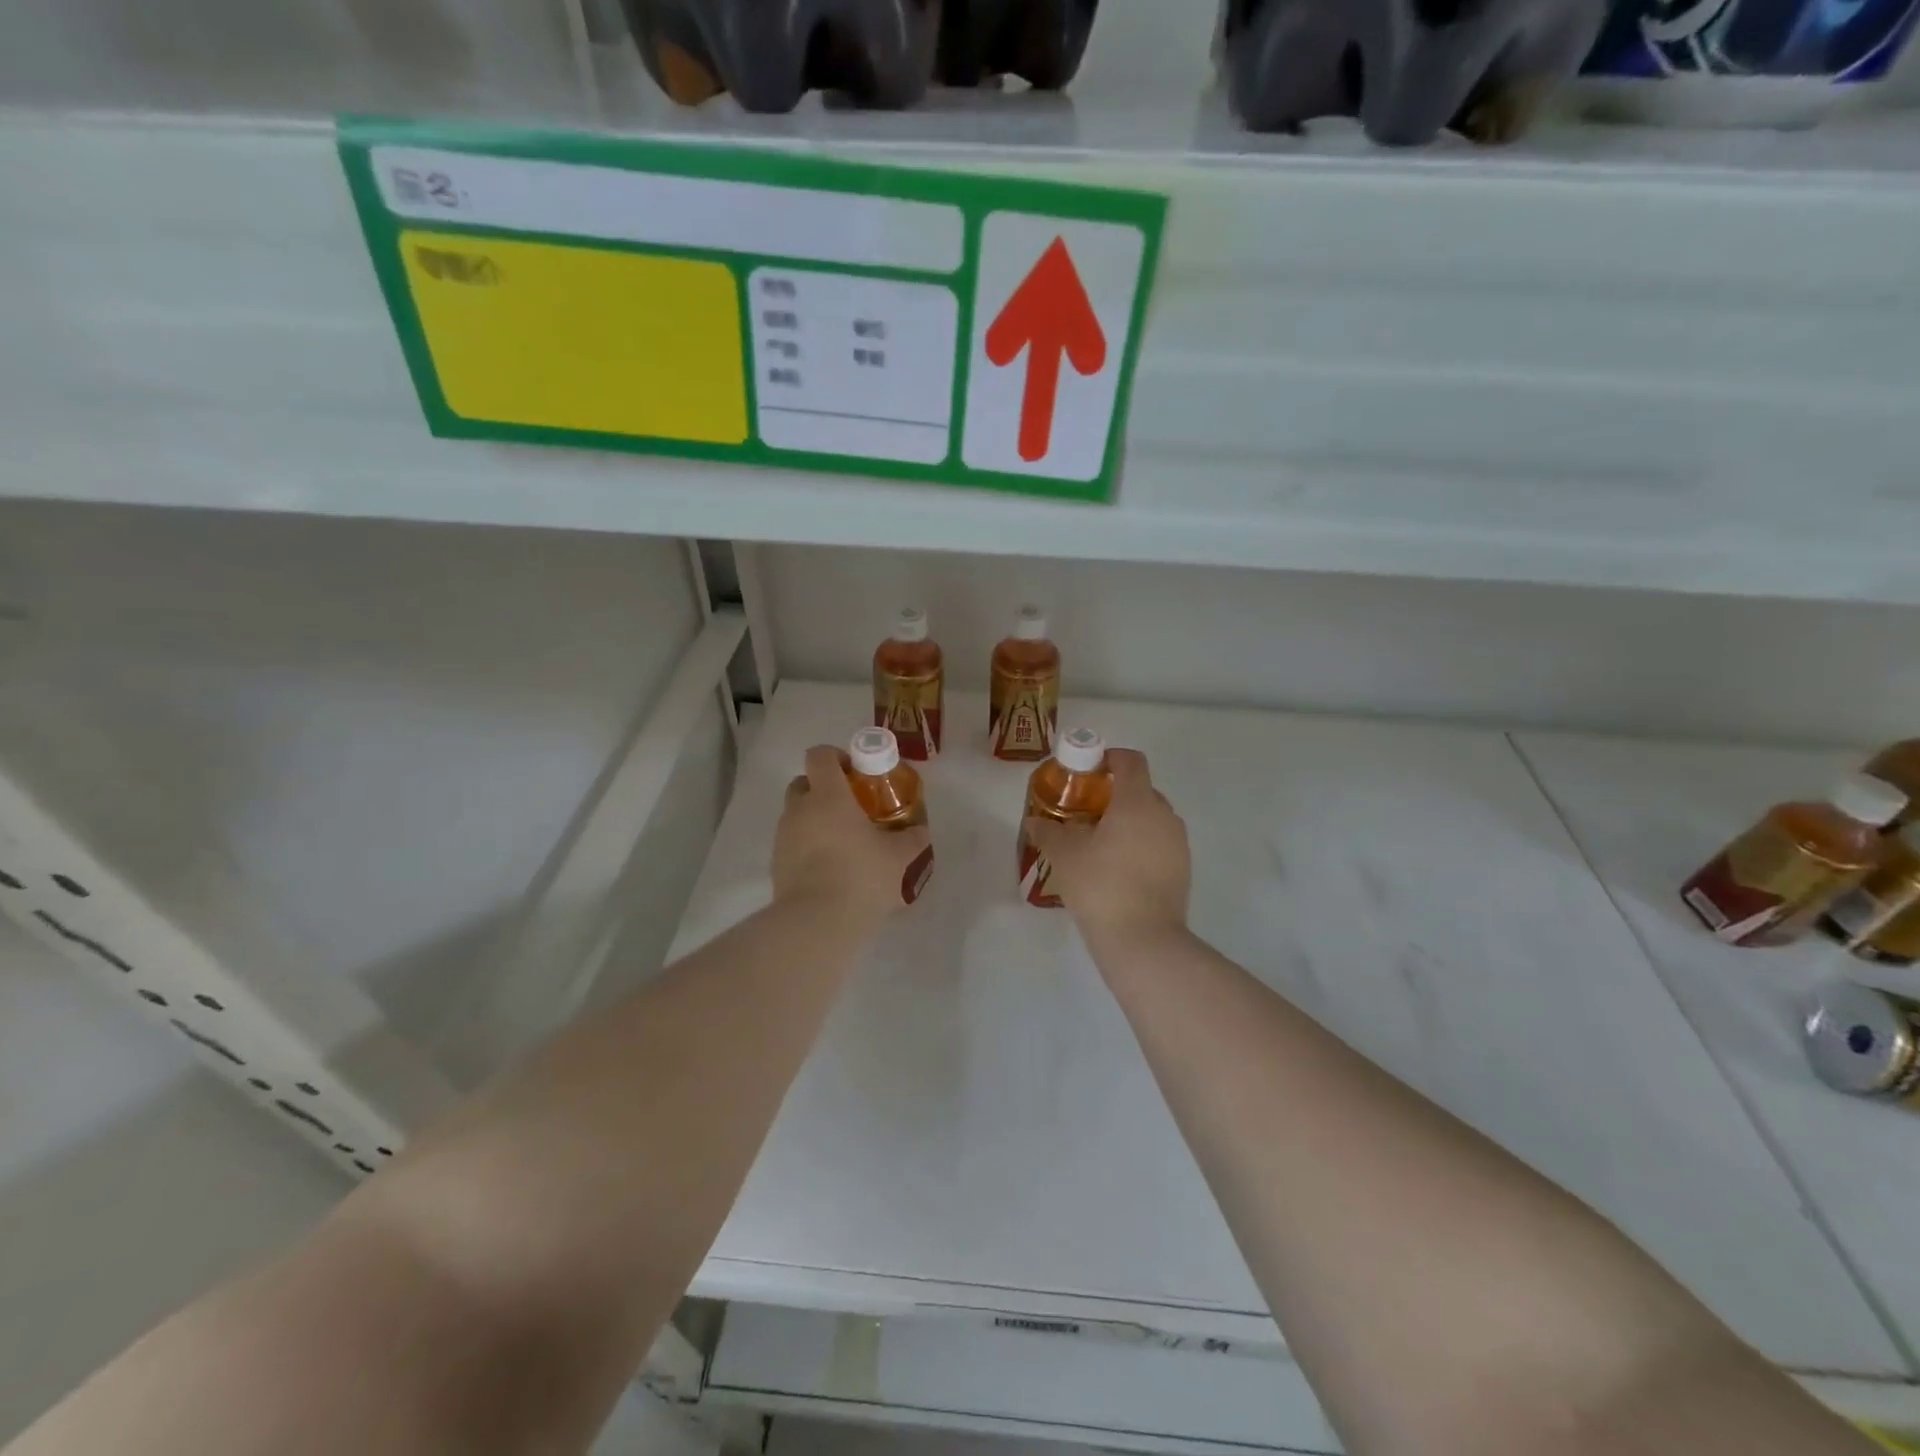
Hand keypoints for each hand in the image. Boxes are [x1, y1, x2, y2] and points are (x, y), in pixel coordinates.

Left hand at [773, 744, 930, 929]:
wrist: (815, 923)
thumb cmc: (860, 877)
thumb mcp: (898, 857)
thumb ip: (911, 839)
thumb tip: (920, 831)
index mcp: (828, 796)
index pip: (820, 755)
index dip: (836, 756)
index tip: (856, 773)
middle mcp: (800, 809)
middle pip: (803, 782)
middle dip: (823, 788)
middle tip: (850, 807)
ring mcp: (784, 837)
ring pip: (797, 814)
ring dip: (815, 819)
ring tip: (843, 843)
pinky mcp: (776, 863)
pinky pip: (793, 843)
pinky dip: (808, 846)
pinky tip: (830, 868)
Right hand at [1022, 748, 1189, 943]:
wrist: (1143, 940)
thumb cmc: (1101, 886)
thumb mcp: (1064, 856)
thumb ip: (1048, 832)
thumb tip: (1034, 822)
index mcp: (1137, 802)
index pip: (1131, 761)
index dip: (1109, 758)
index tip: (1087, 771)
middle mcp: (1164, 815)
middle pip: (1142, 789)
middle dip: (1115, 794)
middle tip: (1086, 811)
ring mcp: (1178, 843)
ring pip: (1152, 818)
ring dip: (1129, 821)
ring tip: (1100, 843)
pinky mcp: (1183, 869)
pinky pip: (1160, 843)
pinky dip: (1141, 844)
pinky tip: (1118, 869)